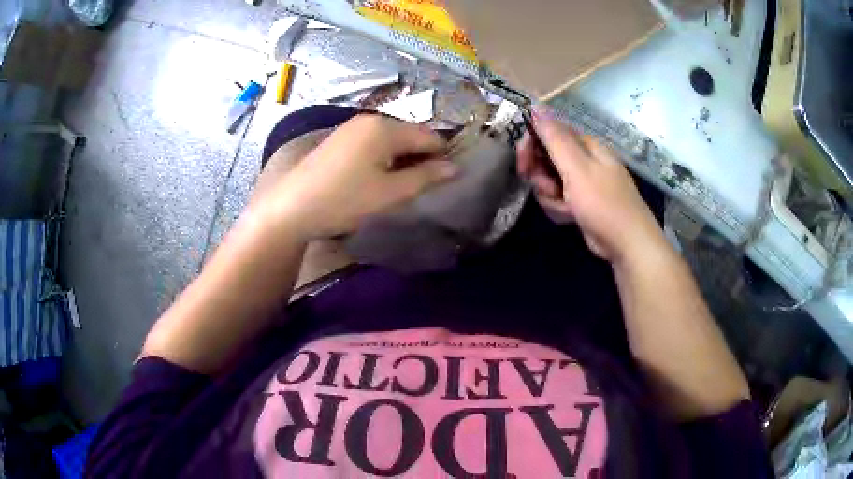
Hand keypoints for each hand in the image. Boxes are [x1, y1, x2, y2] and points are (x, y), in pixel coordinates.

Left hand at [258, 114, 457, 238]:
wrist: (292, 207)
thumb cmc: (344, 200)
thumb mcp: (390, 193)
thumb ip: (425, 177)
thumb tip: (454, 167)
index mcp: (386, 128)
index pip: (429, 137)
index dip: (443, 157)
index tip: (447, 181)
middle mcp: (370, 119)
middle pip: (410, 135)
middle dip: (422, 158)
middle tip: (424, 188)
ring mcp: (352, 127)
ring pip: (392, 139)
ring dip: (403, 159)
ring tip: (401, 186)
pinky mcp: (340, 139)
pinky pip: (373, 143)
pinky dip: (383, 158)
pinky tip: (377, 178)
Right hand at [517, 107, 667, 262]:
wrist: (626, 243)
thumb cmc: (603, 203)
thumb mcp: (576, 168)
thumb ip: (555, 138)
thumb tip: (536, 105)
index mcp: (586, 145)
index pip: (550, 133)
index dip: (533, 145)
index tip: (523, 164)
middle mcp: (584, 160)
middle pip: (548, 158)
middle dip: (542, 175)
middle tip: (547, 188)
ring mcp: (583, 183)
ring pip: (550, 181)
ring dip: (551, 195)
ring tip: (564, 206)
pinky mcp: (581, 203)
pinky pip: (558, 198)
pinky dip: (559, 208)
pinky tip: (568, 216)